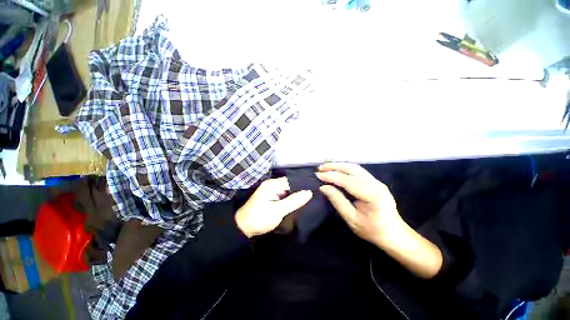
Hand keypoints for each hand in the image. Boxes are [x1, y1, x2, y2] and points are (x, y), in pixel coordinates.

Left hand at [235, 177, 312, 237]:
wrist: (243, 227)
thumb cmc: (260, 218)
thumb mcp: (278, 210)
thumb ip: (294, 201)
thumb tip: (309, 192)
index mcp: (272, 184)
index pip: (291, 180)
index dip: (303, 184)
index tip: (315, 188)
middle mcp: (272, 184)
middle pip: (290, 184)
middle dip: (300, 189)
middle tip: (314, 193)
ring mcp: (271, 190)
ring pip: (288, 190)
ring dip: (296, 194)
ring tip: (310, 197)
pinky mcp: (271, 197)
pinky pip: (284, 194)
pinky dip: (291, 198)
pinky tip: (299, 201)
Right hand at [316, 162, 404, 247]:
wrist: (395, 234)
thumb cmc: (373, 231)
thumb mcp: (352, 220)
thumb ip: (338, 201)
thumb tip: (324, 187)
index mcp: (372, 196)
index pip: (348, 180)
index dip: (331, 176)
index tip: (318, 175)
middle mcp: (376, 185)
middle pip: (353, 169)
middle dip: (334, 166)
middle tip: (320, 168)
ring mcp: (377, 182)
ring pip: (355, 167)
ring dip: (339, 165)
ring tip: (325, 167)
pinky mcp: (375, 182)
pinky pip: (358, 171)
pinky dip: (345, 168)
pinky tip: (336, 170)